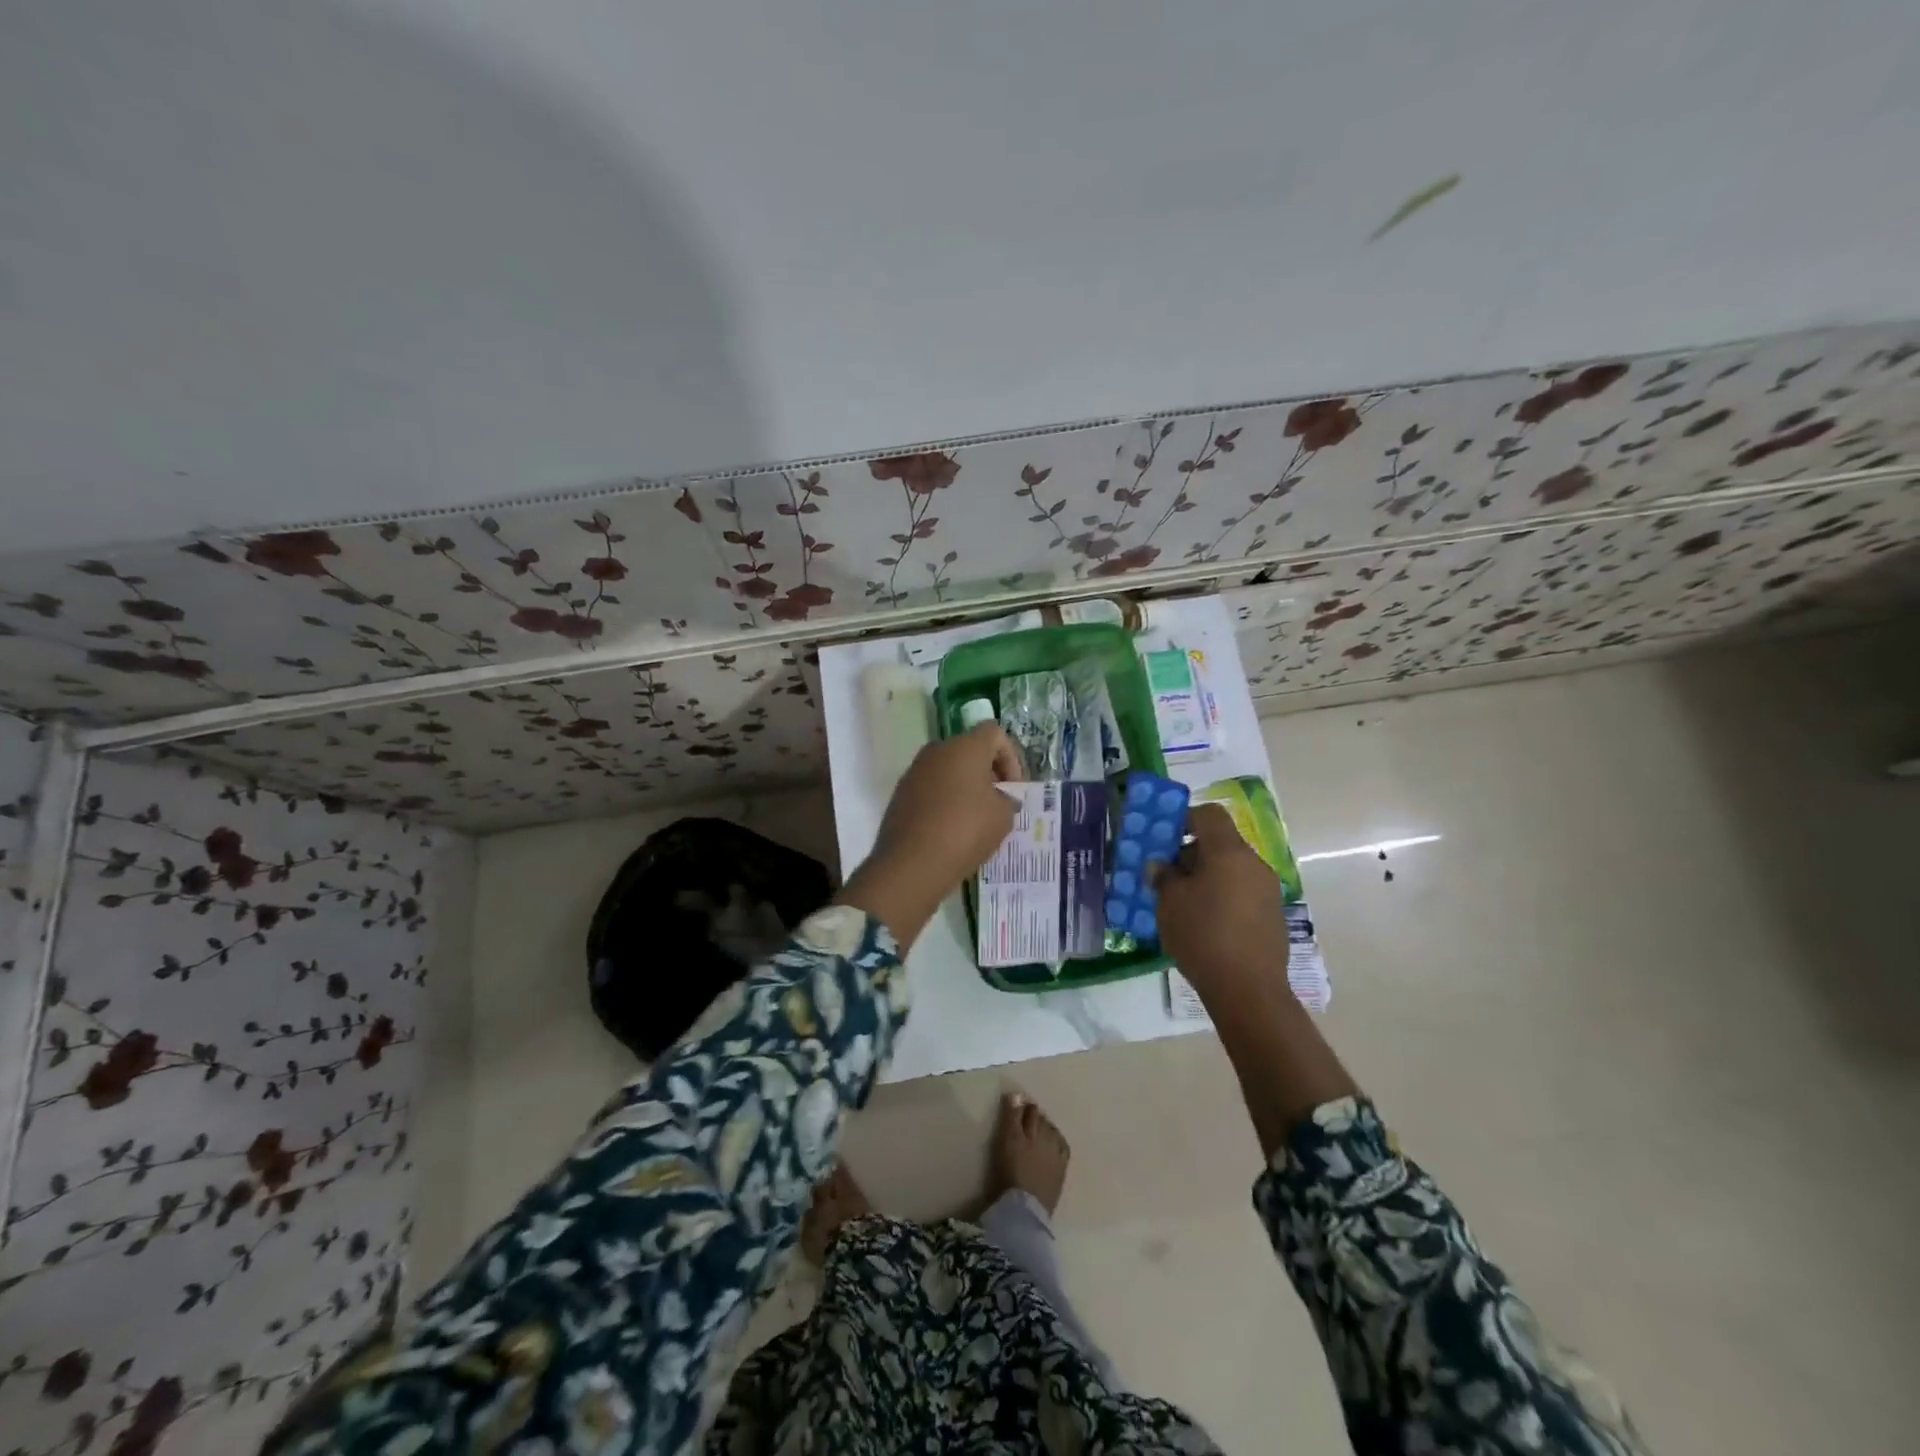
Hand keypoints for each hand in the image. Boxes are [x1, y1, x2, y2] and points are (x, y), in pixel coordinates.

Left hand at [837, 722, 1022, 945]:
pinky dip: (945, 800)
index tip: (1014, 788)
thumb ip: (1007, 800)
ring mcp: (914, 771)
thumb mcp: (1003, 817)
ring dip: (965, 787)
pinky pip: (931, 788)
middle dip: (988, 772)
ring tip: (976, 819)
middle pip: (969, 750)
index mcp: (965, 746)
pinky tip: (952, 829)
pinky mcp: (900, 794)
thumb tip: (999, 798)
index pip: (995, 733)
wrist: (912, 863)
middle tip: (999, 802)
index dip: (1011, 757)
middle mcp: (937, 750)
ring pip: (948, 770)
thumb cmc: (965, 831)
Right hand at [1152, 804, 1290, 996]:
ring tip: (1182, 901)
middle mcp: (1254, 863)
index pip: (1209, 814)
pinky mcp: (1272, 915)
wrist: (1248, 990)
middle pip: (1220, 842)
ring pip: (1231, 868)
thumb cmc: (1203, 936)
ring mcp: (1268, 890)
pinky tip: (1204, 922)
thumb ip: (1163, 876)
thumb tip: (1161, 865)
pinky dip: (1222, 895)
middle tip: (1166, 874)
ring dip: (1206, 876)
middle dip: (1191, 853)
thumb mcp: (1170, 903)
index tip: (1163, 837)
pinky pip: (1242, 891)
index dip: (1184, 818)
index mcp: (1229, 852)